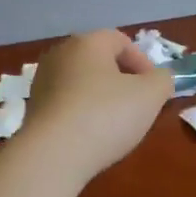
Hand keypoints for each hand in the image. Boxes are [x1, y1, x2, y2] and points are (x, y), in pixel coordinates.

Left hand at [19, 30, 173, 185]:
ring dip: (101, 97)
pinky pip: (66, 103)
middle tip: (137, 105)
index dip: (143, 62)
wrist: (53, 155)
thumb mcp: (151, 96)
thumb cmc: (106, 115)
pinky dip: (82, 113)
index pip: (121, 41)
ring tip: (115, 124)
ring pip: (81, 83)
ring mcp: (42, 82)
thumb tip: (159, 79)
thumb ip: (162, 80)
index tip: (154, 90)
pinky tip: (91, 136)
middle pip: (99, 61)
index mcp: (87, 43)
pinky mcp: (33, 109)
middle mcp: (60, 54)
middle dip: (122, 80)